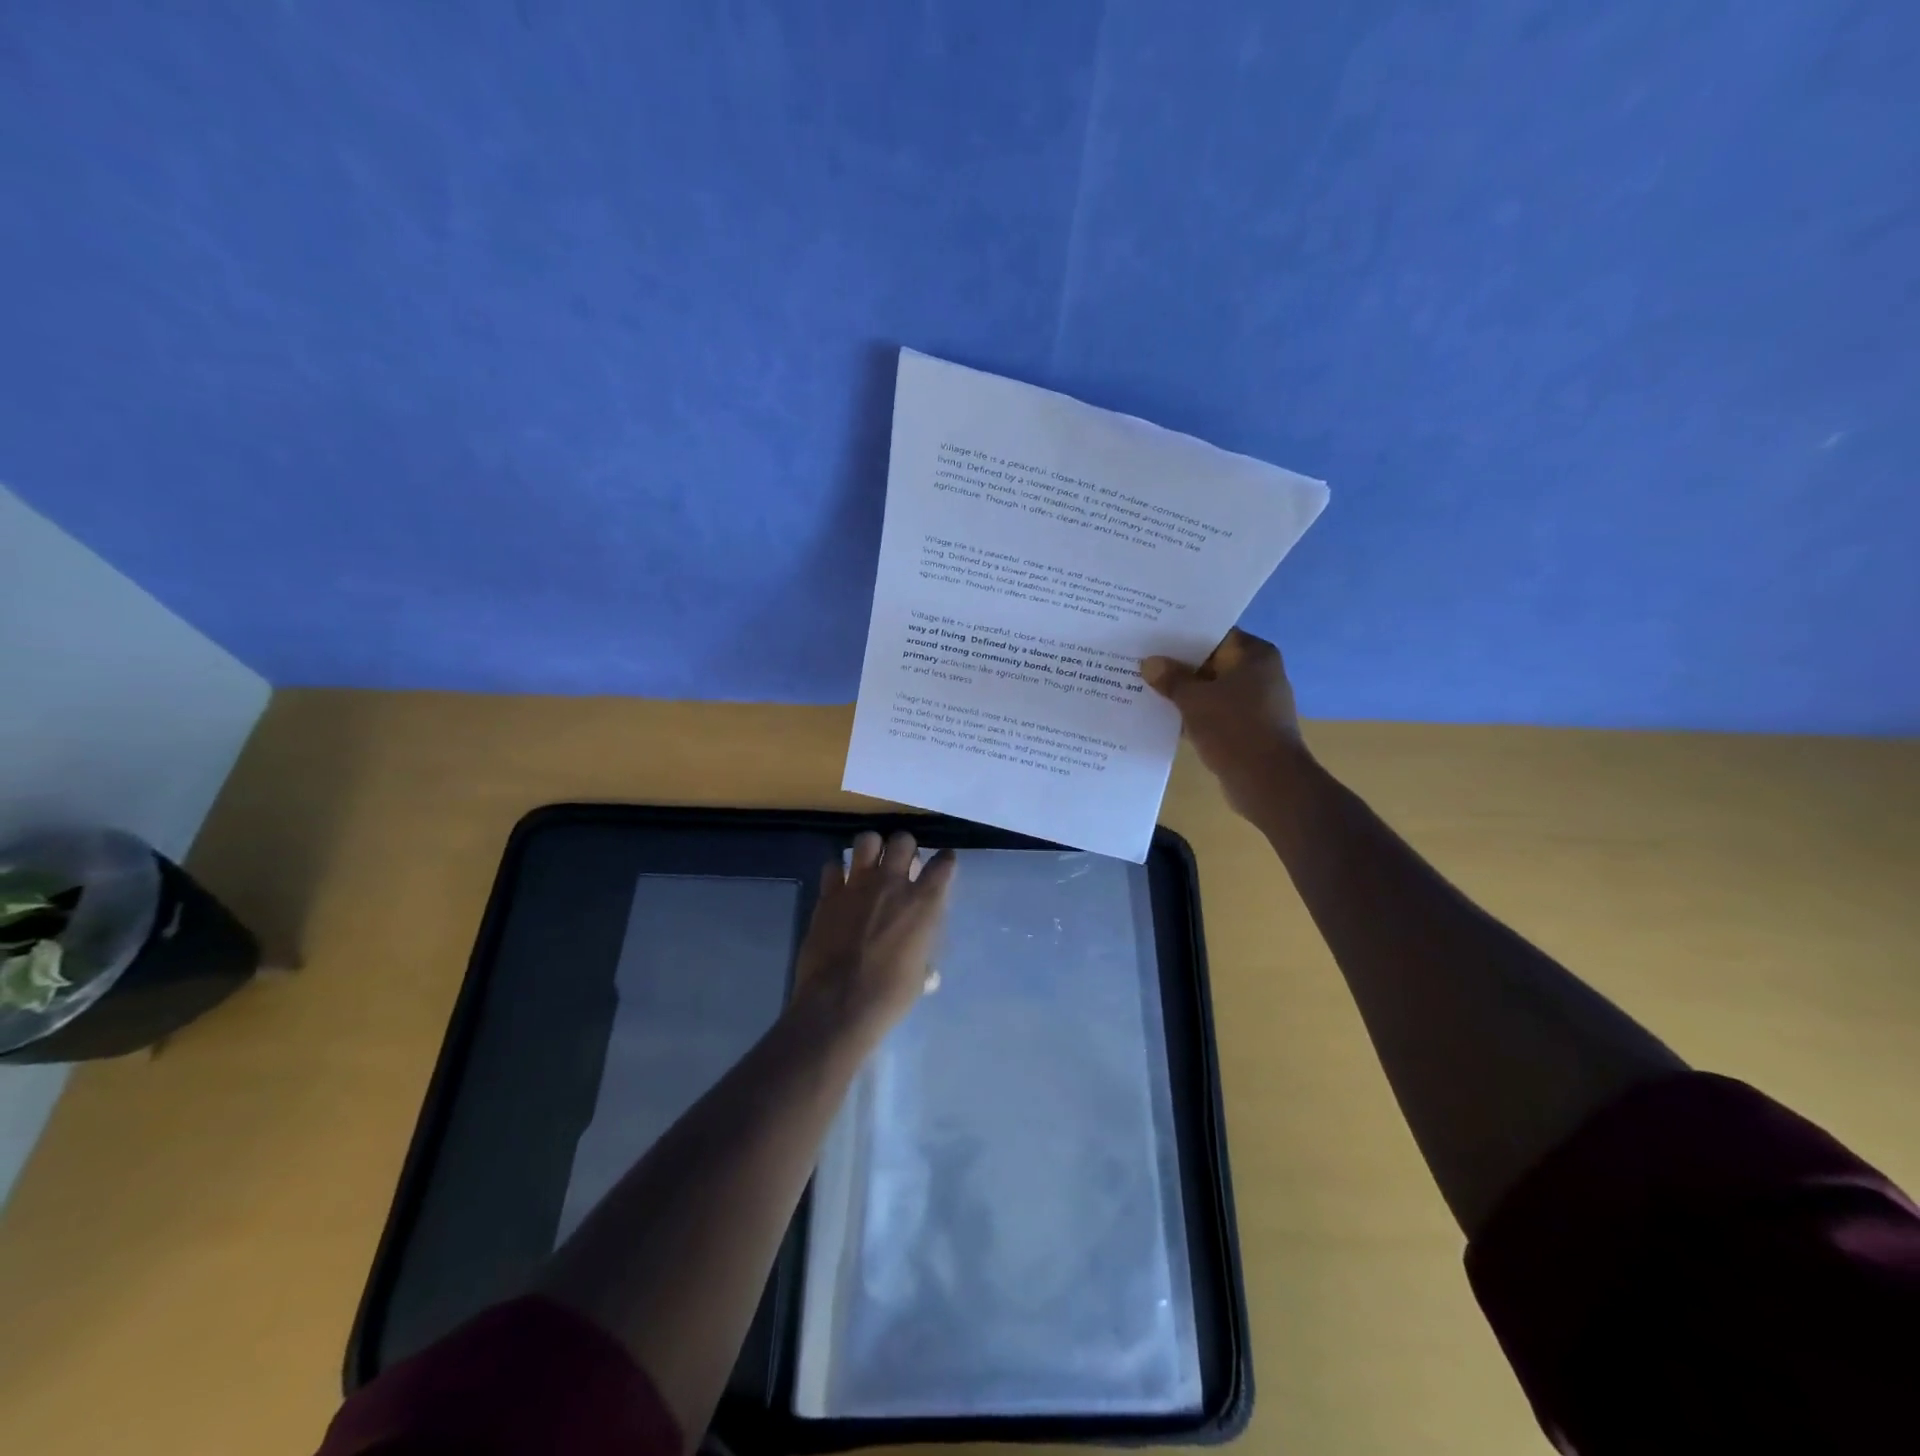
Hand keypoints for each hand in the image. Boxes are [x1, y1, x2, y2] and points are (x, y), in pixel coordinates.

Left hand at [794, 831, 956, 1041]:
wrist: (838, 1005)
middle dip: (905, 847)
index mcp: (923, 903)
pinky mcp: (828, 895)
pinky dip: (838, 871)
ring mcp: (857, 885)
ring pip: (866, 840)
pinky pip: (833, 866)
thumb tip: (929, 974)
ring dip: (872, 848)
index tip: (943, 864)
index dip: (945, 860)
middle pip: (903, 840)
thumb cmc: (888, 996)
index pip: (943, 863)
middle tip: (902, 863)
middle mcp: (892, 884)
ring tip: (871, 862)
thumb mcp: (918, 978)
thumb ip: (924, 962)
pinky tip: (841, 884)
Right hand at [1142, 628, 1312, 822]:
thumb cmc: (1235, 729)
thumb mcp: (1194, 700)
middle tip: (1140, 660)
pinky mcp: (1246, 728)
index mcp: (1254, 655)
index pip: (1214, 634)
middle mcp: (1258, 674)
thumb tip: (1150, 663)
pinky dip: (1192, 714)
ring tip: (1143, 687)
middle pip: (1210, 662)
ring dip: (1182, 692)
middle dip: (1177, 665)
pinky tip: (1162, 717)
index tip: (1151, 635)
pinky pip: (1213, 713)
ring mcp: (1254, 703)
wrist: (1268, 782)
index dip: (1181, 635)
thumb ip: (1171, 678)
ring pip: (1209, 689)